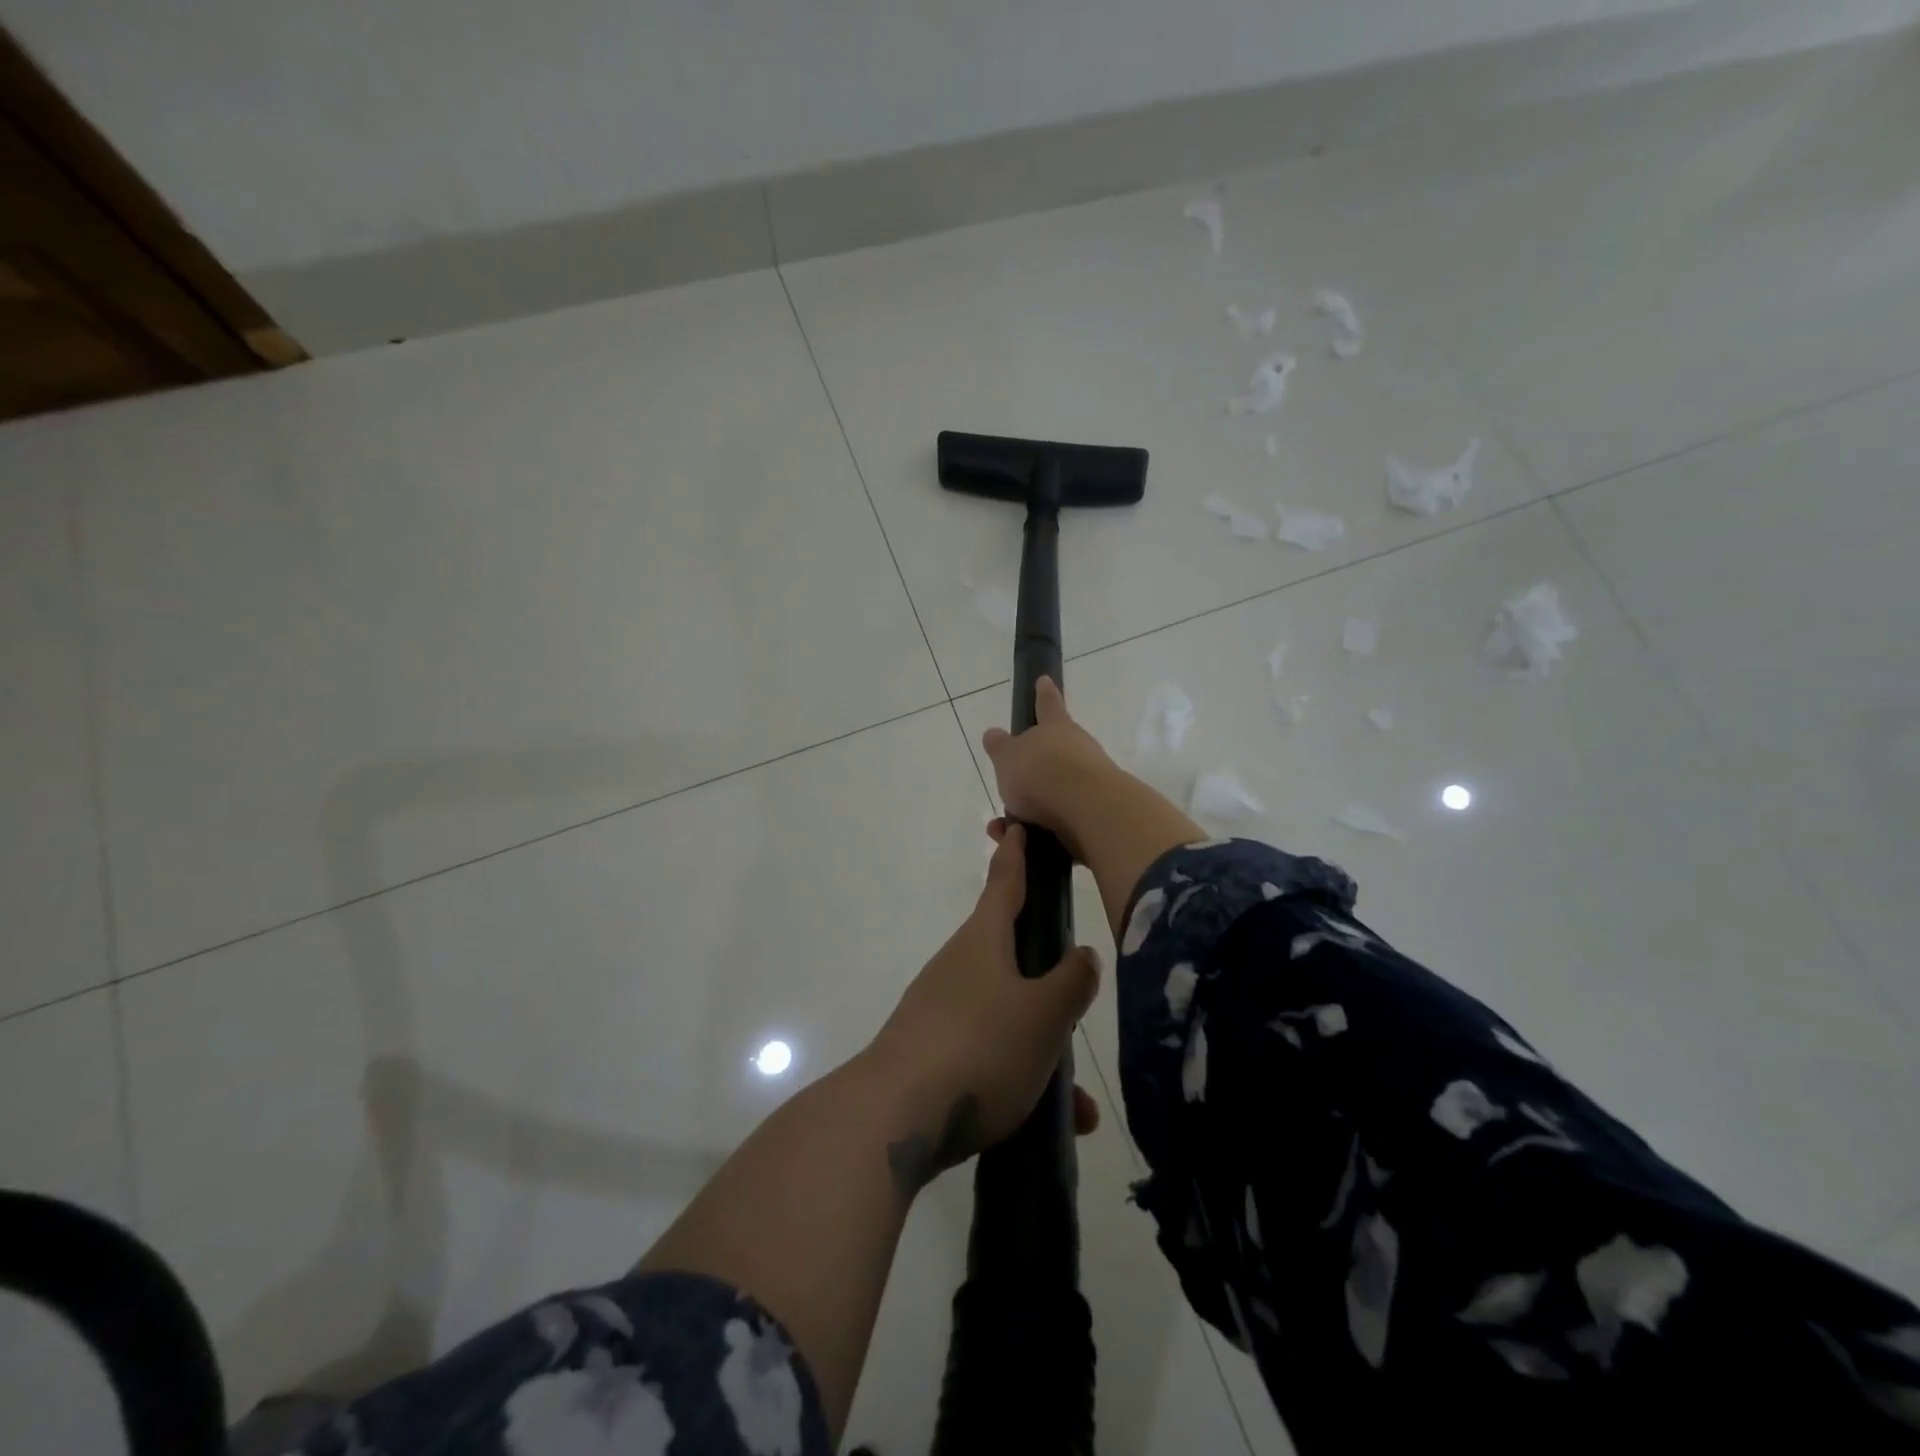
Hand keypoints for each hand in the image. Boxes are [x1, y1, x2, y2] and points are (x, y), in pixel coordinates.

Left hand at [867, 821, 1100, 1194]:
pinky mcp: (932, 1053)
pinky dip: (1020, 1077)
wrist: (894, 1117)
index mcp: (983, 941)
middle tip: (1077, 989)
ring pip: (1007, 1016)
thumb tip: (1084, 953)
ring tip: (1077, 1098)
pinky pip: (989, 1055)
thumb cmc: (979, 1047)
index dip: (1015, 856)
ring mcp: (941, 1010)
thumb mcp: (1043, 1015)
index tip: (1017, 826)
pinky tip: (1049, 1121)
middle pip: (1009, 954)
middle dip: (1046, 974)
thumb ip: (1071, 982)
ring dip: (1043, 1047)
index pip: (1004, 884)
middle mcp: (959, 967)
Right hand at [980, 676, 1114, 860]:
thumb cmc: (1042, 773)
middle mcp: (1078, 748)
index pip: (1047, 704)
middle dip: (1034, 768)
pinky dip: (1042, 829)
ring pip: (1056, 789)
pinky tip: (1024, 842)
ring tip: (1008, 827)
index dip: (1043, 693)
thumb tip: (993, 734)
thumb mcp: (1008, 758)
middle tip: (1012, 784)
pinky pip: (1062, 819)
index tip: (1044, 680)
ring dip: (1032, 807)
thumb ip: (1000, 747)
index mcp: (1056, 728)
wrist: (1088, 811)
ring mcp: (1092, 779)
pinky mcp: (1097, 811)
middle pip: (1054, 752)